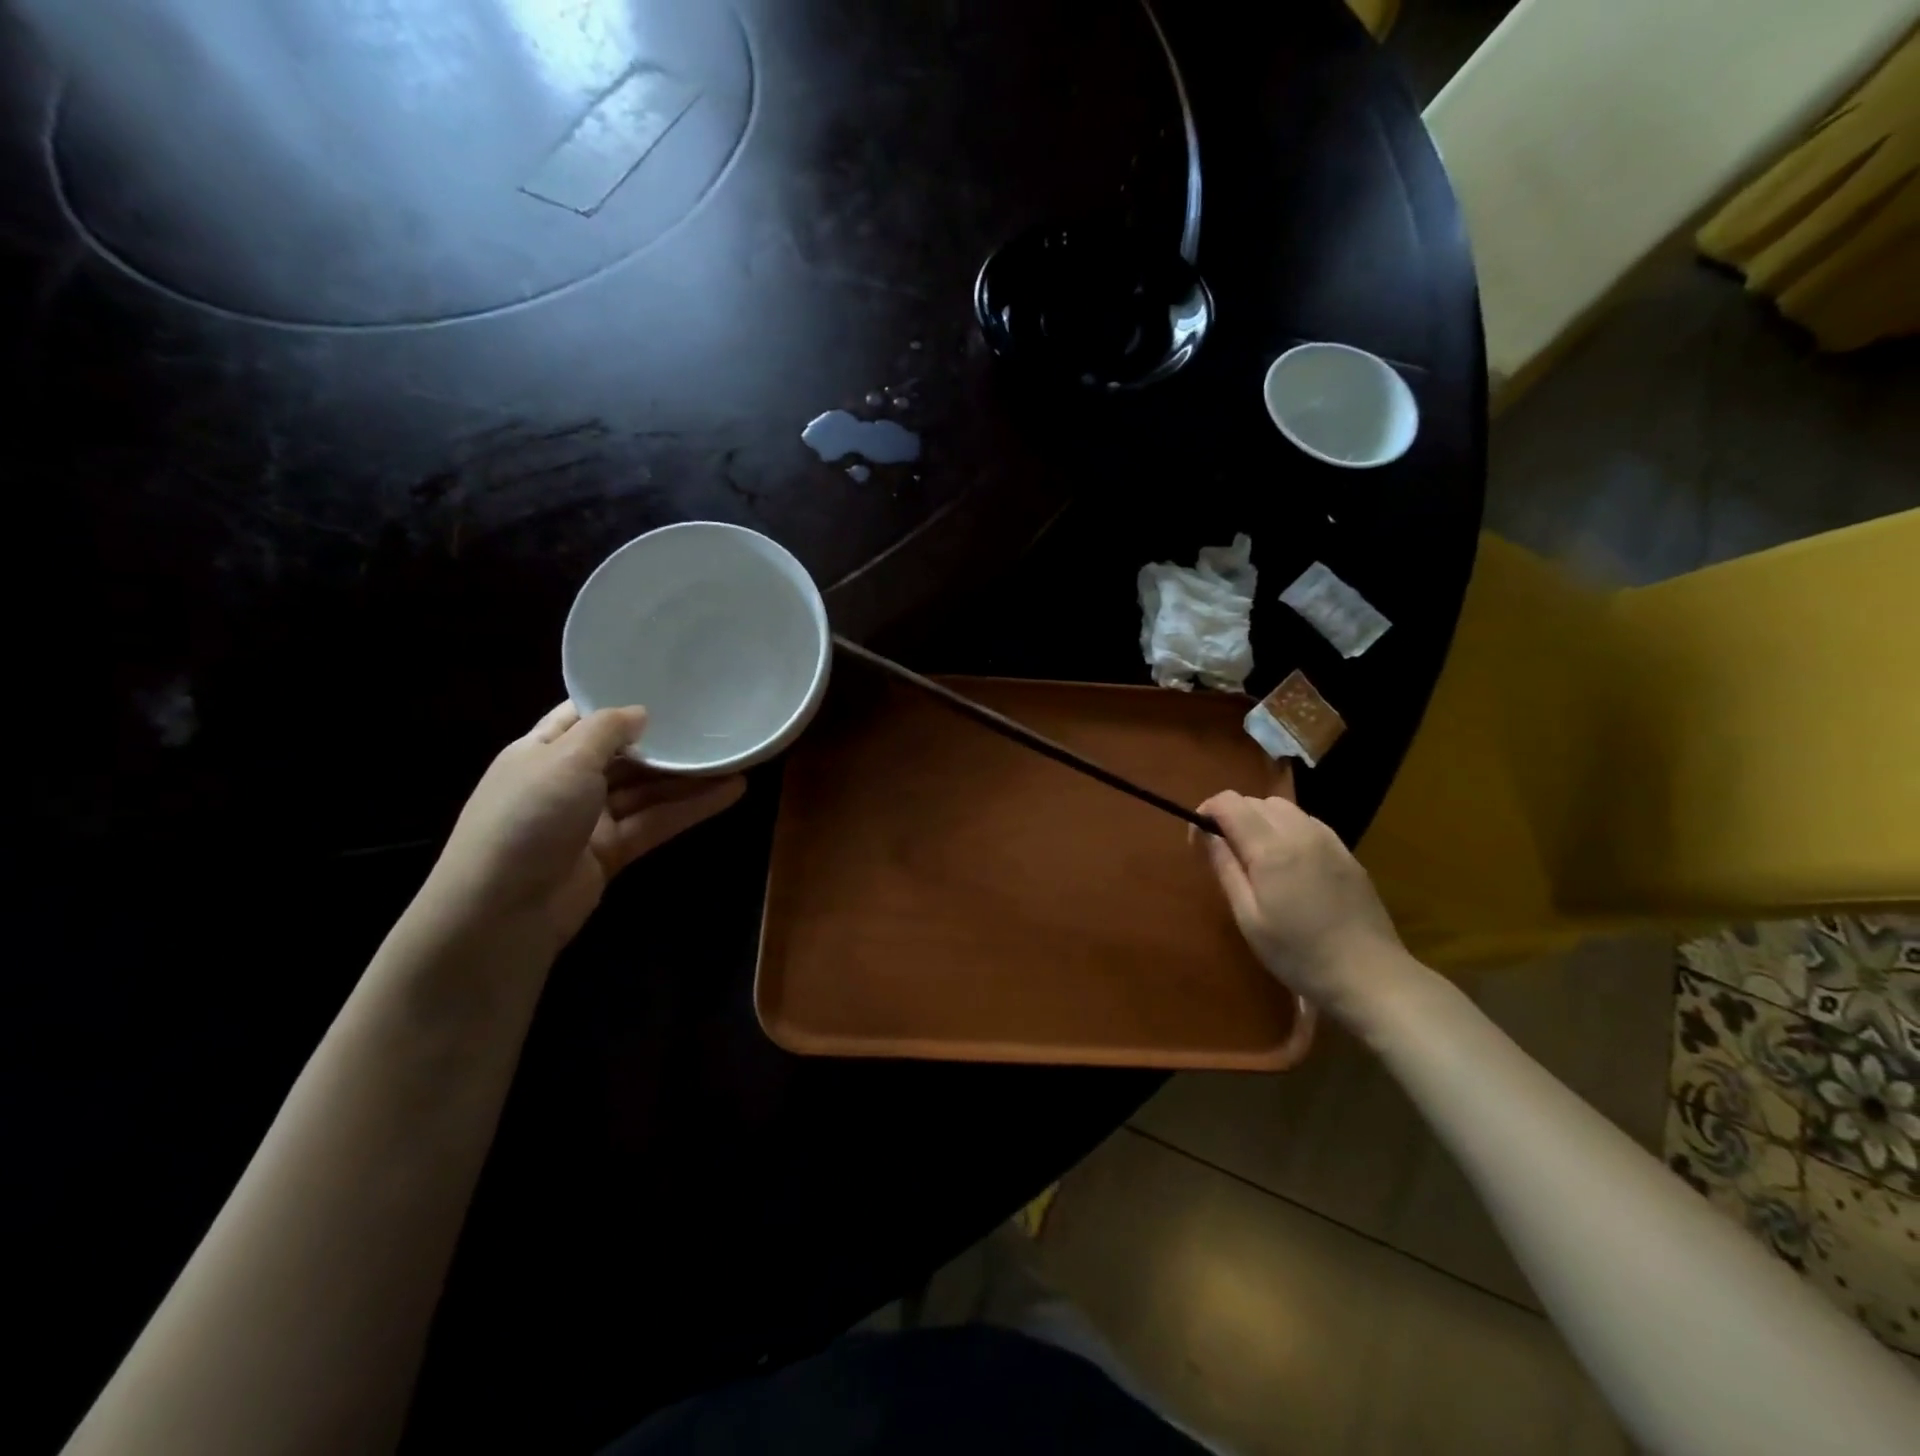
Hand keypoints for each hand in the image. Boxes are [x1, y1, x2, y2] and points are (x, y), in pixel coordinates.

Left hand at [420, 703, 745, 949]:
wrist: (502, 911)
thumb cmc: (528, 818)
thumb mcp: (565, 759)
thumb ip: (607, 730)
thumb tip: (642, 712)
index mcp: (541, 751)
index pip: (583, 717)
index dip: (620, 703)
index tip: (666, 686)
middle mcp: (566, 782)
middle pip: (624, 755)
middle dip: (665, 742)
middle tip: (713, 723)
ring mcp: (590, 820)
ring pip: (646, 790)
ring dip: (688, 777)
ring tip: (736, 757)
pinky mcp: (613, 852)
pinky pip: (656, 821)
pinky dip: (691, 808)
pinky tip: (731, 791)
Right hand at [1199, 790, 1405, 1021]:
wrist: (1370, 976)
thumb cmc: (1298, 953)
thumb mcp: (1248, 917)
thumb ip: (1224, 867)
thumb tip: (1202, 831)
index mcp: (1271, 848)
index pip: (1229, 803)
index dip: (1206, 811)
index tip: (1198, 839)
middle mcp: (1300, 831)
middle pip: (1255, 801)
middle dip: (1232, 816)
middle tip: (1224, 853)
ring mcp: (1328, 840)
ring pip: (1283, 808)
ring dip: (1260, 820)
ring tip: (1256, 857)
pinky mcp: (1346, 852)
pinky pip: (1307, 823)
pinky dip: (1287, 829)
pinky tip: (1288, 864)